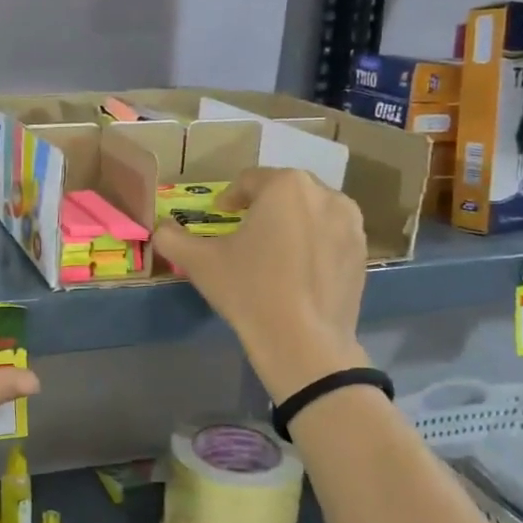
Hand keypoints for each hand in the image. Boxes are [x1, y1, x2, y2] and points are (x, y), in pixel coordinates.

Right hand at [151, 167, 368, 401]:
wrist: (303, 342)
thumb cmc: (249, 290)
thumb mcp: (200, 262)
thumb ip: (172, 237)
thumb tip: (160, 228)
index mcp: (285, 185)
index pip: (249, 180)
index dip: (229, 197)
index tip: (219, 214)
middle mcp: (324, 193)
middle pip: (284, 191)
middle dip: (263, 206)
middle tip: (243, 231)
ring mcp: (350, 223)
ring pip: (311, 211)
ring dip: (291, 222)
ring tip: (273, 249)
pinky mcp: (362, 252)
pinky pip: (330, 235)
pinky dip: (313, 243)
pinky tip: (297, 271)